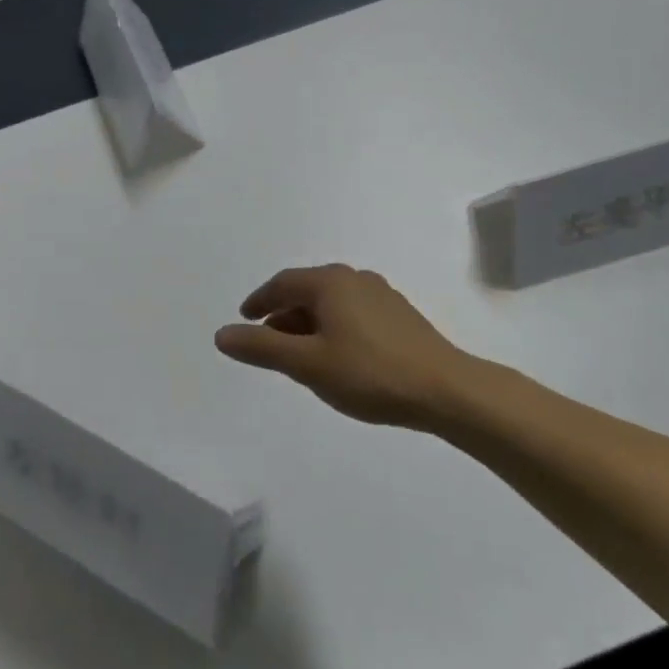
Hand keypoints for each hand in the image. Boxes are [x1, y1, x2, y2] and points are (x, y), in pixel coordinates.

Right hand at [215, 264, 493, 429]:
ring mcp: (382, 295)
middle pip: (307, 290)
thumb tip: (221, 334)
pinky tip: (338, 356)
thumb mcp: (307, 364)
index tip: (244, 318)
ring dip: (308, 323)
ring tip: (299, 354)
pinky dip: (333, 328)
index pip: (283, 284)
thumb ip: (262, 347)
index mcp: (330, 282)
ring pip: (332, 303)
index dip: (259, 301)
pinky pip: (352, 313)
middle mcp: (355, 279)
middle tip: (267, 341)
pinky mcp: (400, 316)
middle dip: (283, 314)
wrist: (446, 390)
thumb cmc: (369, 373)